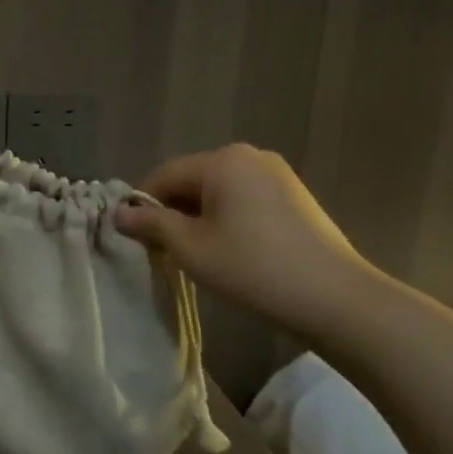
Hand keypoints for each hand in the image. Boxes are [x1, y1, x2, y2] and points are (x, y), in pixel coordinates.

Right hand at [114, 144, 370, 335]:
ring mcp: (276, 174)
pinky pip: (243, 199)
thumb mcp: (190, 248)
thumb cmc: (252, 267)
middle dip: (172, 212)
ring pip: (218, 191)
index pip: (164, 175)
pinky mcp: (294, 195)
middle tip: (163, 251)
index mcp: (222, 160)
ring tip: (196, 255)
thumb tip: (118, 213)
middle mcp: (249, 155)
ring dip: (198, 217)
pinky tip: (230, 250)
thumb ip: (151, 225)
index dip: (142, 205)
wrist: (334, 297)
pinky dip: (226, 219)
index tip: (134, 238)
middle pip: (192, 180)